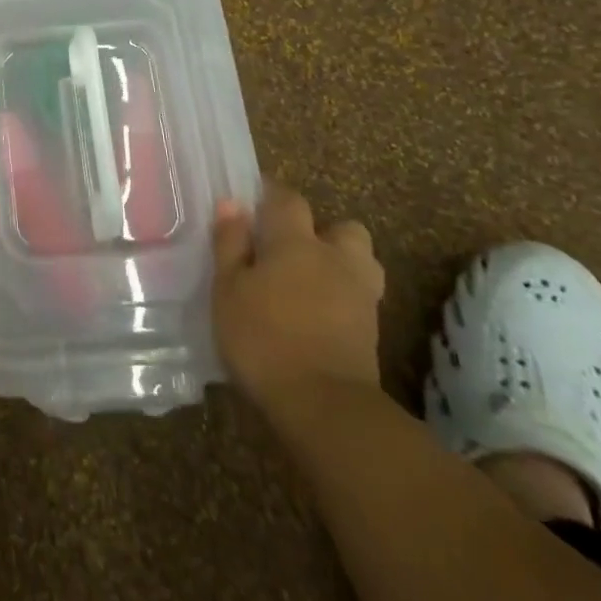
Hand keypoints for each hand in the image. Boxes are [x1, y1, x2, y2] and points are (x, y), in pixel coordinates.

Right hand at [212, 193, 384, 419]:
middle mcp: (335, 259)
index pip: (288, 199)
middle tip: (290, 248)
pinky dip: (344, 297)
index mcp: (296, 242)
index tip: (253, 201)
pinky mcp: (373, 331)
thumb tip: (232, 204)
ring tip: (311, 280)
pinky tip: (319, 313)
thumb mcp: (228, 289)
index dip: (271, 195)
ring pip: (360, 261)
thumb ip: (230, 244)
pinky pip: (361, 296)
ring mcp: (361, 295)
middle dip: (322, 231)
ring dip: (341, 263)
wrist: (324, 405)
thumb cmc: (263, 338)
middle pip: (343, 228)